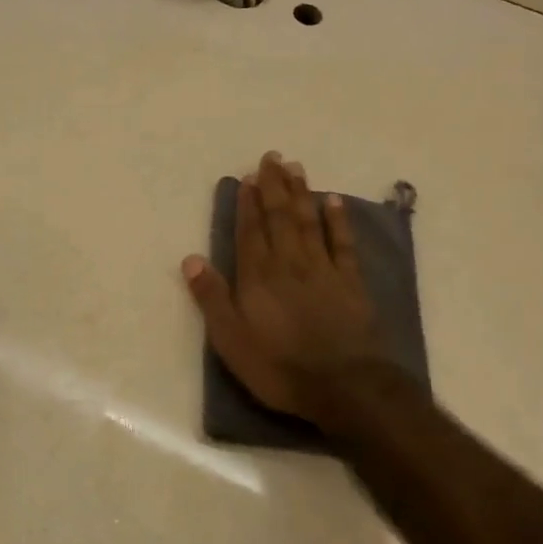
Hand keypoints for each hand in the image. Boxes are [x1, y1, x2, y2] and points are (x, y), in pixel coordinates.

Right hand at [181, 152, 391, 434]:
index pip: (250, 232)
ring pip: (309, 222)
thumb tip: (191, 259)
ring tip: (296, 168)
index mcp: (258, 277)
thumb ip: (212, 298)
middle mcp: (289, 264)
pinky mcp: (350, 282)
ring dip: (301, 193)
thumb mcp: (231, 339)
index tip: (247, 177)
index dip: (247, 204)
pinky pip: (342, 243)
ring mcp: (323, 270)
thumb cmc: (279, 366)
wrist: (343, 386)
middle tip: (272, 157)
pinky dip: (337, 220)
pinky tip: (333, 201)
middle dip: (274, 186)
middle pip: (280, 217)